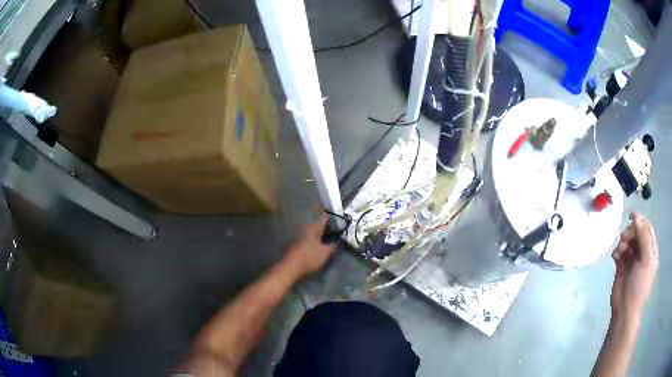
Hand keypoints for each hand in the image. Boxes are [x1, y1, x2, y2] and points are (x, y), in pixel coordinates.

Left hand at [284, 214, 336, 275]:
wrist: (291, 267)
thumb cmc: (309, 257)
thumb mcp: (325, 253)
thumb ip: (333, 246)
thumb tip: (339, 242)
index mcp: (314, 227)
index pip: (324, 217)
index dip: (332, 216)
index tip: (339, 218)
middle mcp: (306, 228)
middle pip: (319, 224)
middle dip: (327, 227)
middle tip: (337, 230)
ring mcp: (300, 236)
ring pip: (313, 231)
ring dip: (321, 234)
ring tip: (330, 238)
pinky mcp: (297, 243)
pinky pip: (309, 238)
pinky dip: (315, 240)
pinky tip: (319, 245)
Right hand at [611, 210, 658, 321]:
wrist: (625, 310)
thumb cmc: (639, 285)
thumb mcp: (646, 259)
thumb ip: (643, 237)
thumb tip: (636, 217)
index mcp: (650, 250)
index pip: (647, 229)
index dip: (640, 221)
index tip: (631, 215)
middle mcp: (642, 253)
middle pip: (636, 233)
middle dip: (630, 233)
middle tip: (624, 239)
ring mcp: (632, 260)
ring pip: (627, 241)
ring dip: (623, 242)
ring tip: (619, 251)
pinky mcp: (621, 266)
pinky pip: (619, 252)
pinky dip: (617, 251)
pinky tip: (615, 257)